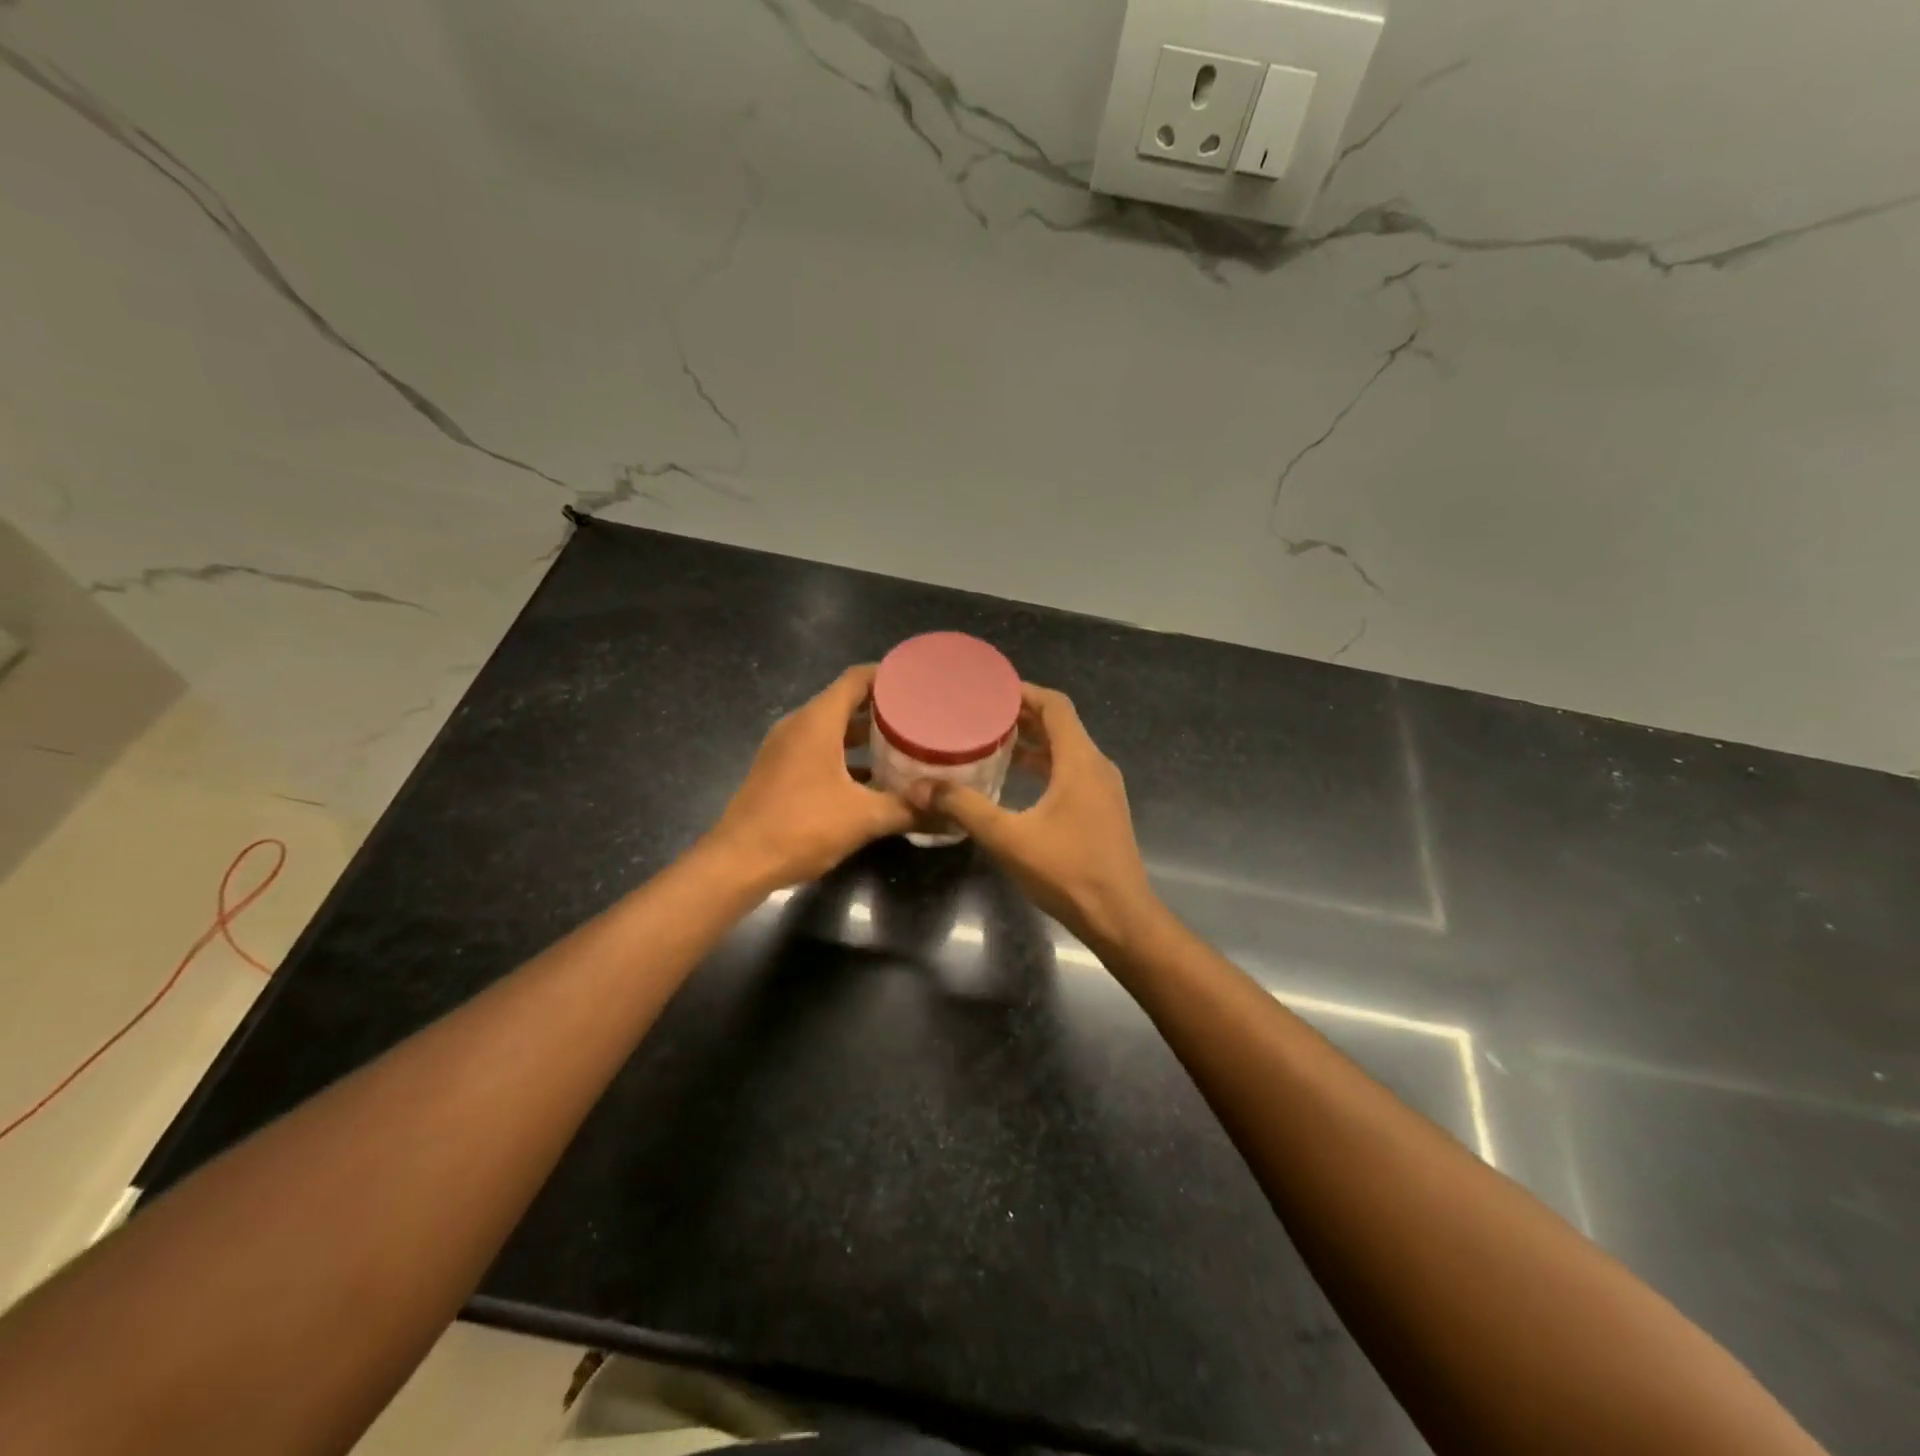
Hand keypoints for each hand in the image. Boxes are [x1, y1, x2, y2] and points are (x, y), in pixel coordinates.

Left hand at [704, 665, 913, 891]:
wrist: (738, 862)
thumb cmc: (801, 827)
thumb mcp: (863, 818)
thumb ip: (908, 810)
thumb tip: (950, 814)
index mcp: (817, 722)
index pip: (856, 679)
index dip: (888, 676)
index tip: (919, 683)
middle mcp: (799, 726)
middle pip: (845, 702)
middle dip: (883, 708)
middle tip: (920, 716)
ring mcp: (785, 749)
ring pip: (832, 729)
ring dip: (865, 735)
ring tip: (903, 744)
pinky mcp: (779, 771)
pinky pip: (819, 750)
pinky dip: (846, 756)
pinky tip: (873, 779)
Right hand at [906, 684, 1159, 951]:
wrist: (1119, 917)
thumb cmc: (1067, 872)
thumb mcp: (1008, 838)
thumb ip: (964, 808)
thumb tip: (919, 787)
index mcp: (1080, 761)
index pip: (1055, 705)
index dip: (1023, 692)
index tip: (989, 690)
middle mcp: (1097, 766)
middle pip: (1061, 724)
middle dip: (1022, 716)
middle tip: (980, 714)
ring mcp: (1103, 789)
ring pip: (1067, 750)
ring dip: (1033, 742)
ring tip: (993, 742)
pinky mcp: (1102, 810)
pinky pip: (1071, 771)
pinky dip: (1045, 766)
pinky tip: (1017, 781)